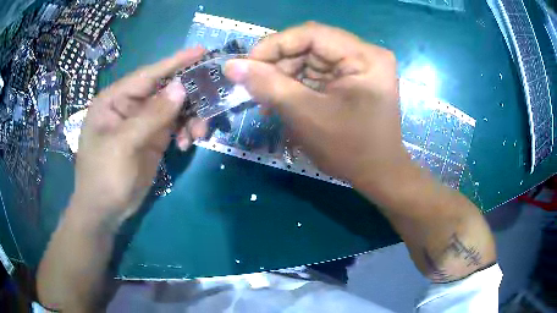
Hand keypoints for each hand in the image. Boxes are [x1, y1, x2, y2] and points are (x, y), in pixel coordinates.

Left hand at [70, 48, 206, 227]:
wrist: (105, 211)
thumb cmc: (103, 176)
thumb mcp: (123, 145)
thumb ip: (151, 115)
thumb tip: (181, 88)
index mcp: (115, 99)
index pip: (148, 74)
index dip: (175, 62)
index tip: (202, 51)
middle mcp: (130, 106)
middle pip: (166, 90)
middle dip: (189, 96)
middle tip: (212, 102)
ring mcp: (143, 122)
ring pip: (175, 109)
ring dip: (191, 117)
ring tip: (198, 134)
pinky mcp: (153, 139)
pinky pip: (176, 126)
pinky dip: (186, 131)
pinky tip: (187, 144)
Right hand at [224, 22, 409, 189]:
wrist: (379, 175)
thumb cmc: (349, 150)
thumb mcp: (305, 115)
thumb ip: (267, 85)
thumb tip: (231, 66)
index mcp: (364, 57)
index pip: (311, 34)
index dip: (274, 45)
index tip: (246, 65)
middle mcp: (365, 54)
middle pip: (310, 45)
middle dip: (279, 64)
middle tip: (255, 86)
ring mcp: (360, 66)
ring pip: (311, 59)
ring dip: (285, 76)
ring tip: (267, 99)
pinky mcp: (353, 78)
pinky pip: (318, 72)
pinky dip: (297, 84)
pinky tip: (283, 100)